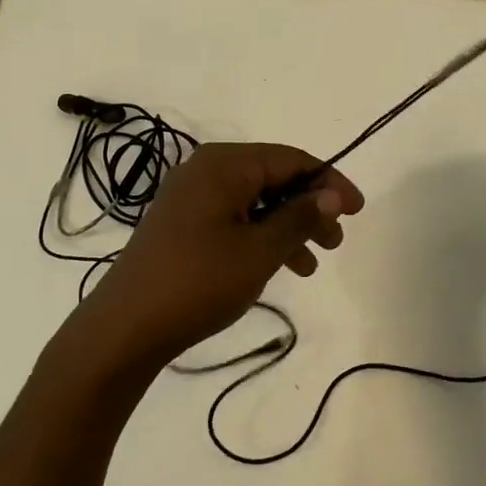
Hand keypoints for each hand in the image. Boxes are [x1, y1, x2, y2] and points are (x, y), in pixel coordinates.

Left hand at [75, 143, 364, 365]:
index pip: (291, 159)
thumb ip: (299, 216)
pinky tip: (283, 267)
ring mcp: (192, 196)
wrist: (127, 326)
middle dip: (309, 207)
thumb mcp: (259, 250)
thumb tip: (332, 194)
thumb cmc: (198, 282)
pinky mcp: (184, 222)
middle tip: (336, 241)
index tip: (358, 211)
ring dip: (289, 226)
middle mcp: (206, 170)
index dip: (330, 182)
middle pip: (274, 177)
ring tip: (314, 262)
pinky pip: (236, 217)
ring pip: (257, 201)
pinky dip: (262, 237)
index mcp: (224, 164)